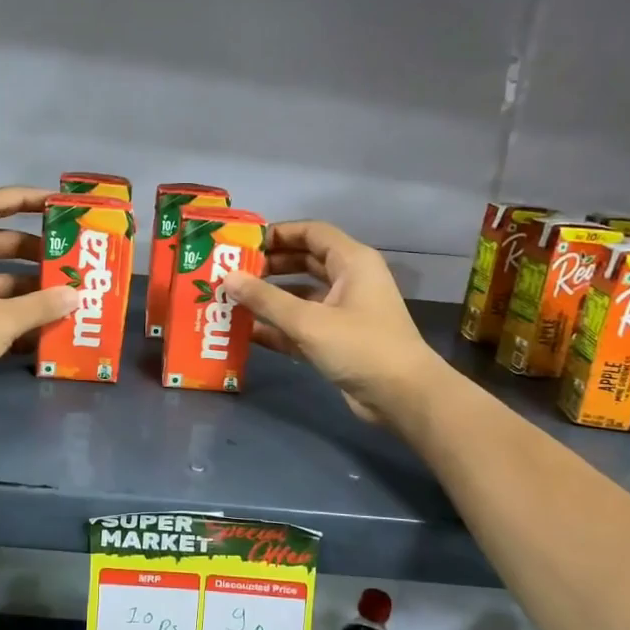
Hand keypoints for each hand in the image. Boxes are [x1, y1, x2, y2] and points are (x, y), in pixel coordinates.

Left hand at [0, 187, 77, 424]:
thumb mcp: (1, 319)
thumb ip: (41, 306)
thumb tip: (75, 295)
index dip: (21, 198)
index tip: (55, 204)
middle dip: (31, 250)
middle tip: (66, 257)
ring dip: (27, 288)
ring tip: (64, 296)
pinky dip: (15, 317)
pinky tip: (45, 330)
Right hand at [223, 220, 442, 425]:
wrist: (402, 396)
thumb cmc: (360, 346)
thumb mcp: (309, 321)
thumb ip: (266, 300)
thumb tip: (227, 278)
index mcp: (352, 262)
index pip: (311, 232)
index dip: (278, 233)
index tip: (243, 244)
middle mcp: (348, 280)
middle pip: (304, 261)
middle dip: (269, 266)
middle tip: (232, 273)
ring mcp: (343, 312)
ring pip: (300, 295)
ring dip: (269, 298)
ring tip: (232, 300)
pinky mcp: (337, 340)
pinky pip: (301, 325)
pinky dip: (278, 327)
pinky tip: (246, 331)